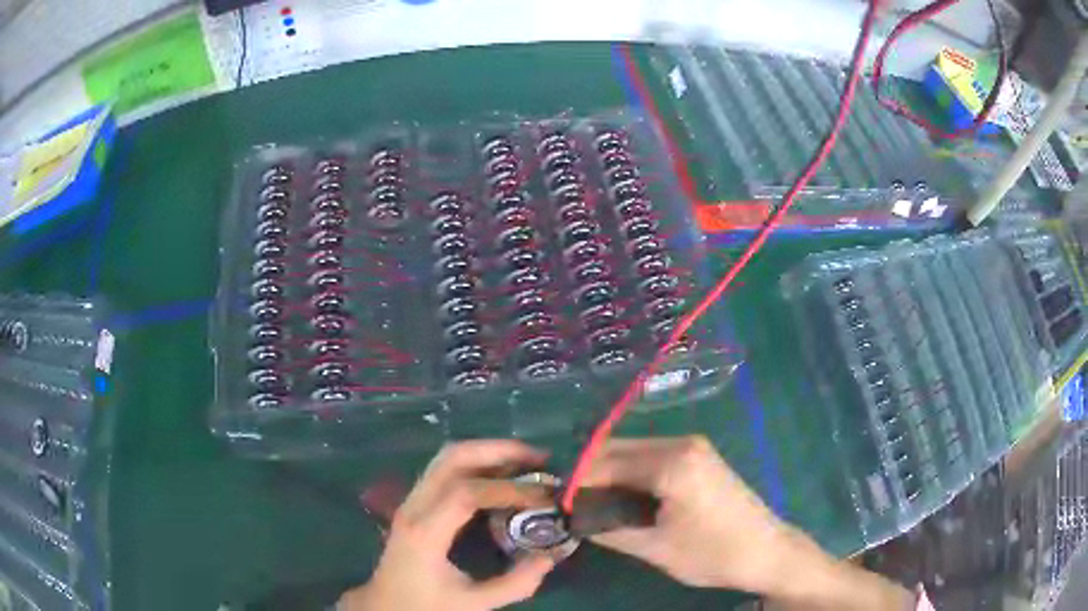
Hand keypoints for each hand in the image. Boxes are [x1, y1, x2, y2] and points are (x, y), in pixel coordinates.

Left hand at [339, 441, 556, 610]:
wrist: (384, 606)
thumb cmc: (426, 606)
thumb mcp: (474, 603)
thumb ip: (516, 583)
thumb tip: (553, 555)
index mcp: (425, 532)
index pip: (466, 493)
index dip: (509, 488)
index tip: (545, 495)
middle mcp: (414, 507)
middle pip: (452, 458)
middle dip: (499, 451)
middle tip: (539, 459)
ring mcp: (410, 501)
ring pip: (446, 458)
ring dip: (487, 452)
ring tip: (525, 461)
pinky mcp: (414, 503)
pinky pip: (444, 470)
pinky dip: (476, 464)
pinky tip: (500, 476)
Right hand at [580, 436, 806, 592]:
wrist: (767, 551)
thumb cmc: (713, 553)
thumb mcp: (655, 548)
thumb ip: (608, 529)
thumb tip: (572, 518)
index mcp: (671, 462)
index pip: (604, 463)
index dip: (574, 482)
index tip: (552, 501)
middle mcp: (681, 442)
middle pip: (617, 449)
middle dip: (588, 473)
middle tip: (567, 503)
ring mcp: (693, 446)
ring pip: (633, 452)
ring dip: (608, 473)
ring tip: (589, 503)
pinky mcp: (699, 456)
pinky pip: (651, 457)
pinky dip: (630, 473)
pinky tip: (621, 496)